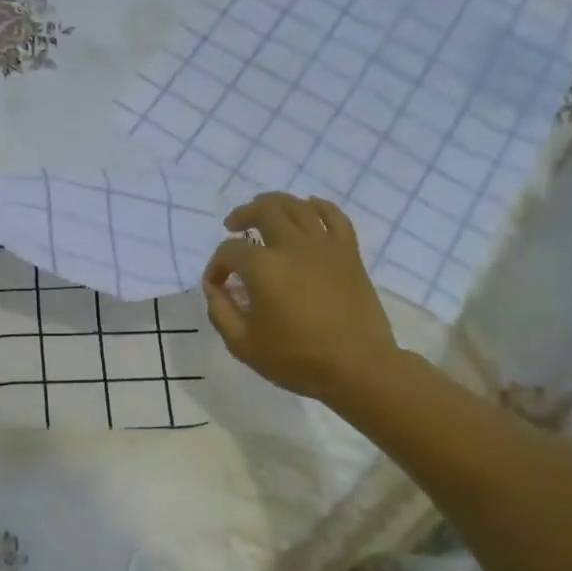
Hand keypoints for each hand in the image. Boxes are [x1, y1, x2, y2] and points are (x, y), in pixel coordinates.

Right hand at [202, 193, 400, 402]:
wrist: (357, 366)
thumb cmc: (296, 358)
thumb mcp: (242, 344)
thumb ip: (220, 311)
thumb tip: (214, 287)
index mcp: (263, 268)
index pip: (229, 252)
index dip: (216, 266)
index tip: (217, 285)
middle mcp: (292, 246)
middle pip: (264, 211)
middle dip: (243, 215)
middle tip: (234, 226)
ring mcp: (324, 246)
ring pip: (297, 206)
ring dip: (275, 203)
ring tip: (264, 212)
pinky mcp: (348, 253)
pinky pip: (334, 216)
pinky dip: (318, 207)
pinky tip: (308, 209)